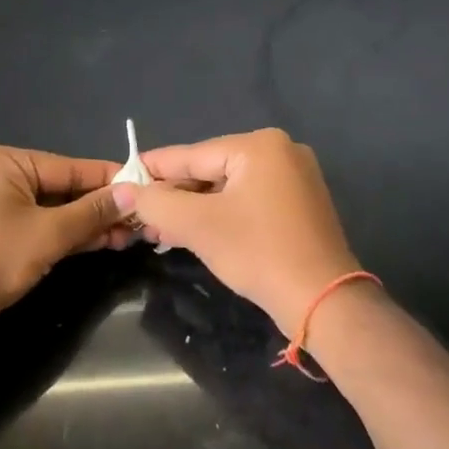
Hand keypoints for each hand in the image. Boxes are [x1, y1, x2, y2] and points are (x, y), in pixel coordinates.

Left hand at [0, 145, 123, 352]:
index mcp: (6, 161)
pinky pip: (36, 226)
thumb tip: (132, 193)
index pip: (69, 167)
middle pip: (61, 187)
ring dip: (85, 224)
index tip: (146, 188)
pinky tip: (97, 244)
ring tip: (127, 237)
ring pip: (51, 209)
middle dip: (99, 207)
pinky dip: (63, 235)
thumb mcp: (48, 234)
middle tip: (140, 222)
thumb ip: (91, 212)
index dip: (108, 180)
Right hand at [113, 128, 361, 337]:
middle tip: (140, 215)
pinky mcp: (300, 205)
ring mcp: (294, 178)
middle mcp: (280, 151)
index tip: (122, 177)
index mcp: (259, 145)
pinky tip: (194, 232)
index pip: (192, 155)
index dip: (154, 169)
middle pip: (210, 171)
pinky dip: (221, 215)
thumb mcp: (199, 226)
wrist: (325, 303)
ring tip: (160, 229)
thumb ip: (157, 202)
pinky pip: (248, 201)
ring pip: (228, 188)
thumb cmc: (259, 253)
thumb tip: (124, 190)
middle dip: (175, 196)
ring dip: (195, 210)